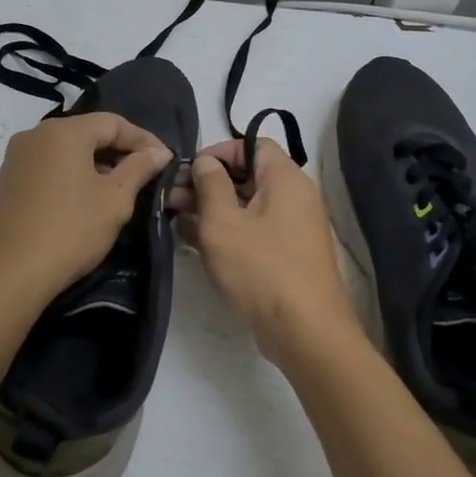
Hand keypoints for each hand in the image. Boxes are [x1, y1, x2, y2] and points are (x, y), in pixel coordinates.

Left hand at [0, 111, 172, 306]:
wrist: (11, 273)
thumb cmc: (71, 230)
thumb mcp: (115, 199)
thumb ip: (139, 168)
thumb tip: (159, 152)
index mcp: (64, 131)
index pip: (113, 122)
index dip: (143, 139)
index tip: (165, 160)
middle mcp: (36, 134)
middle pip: (88, 132)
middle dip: (119, 151)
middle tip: (146, 174)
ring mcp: (18, 157)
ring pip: (67, 150)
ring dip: (96, 163)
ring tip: (120, 188)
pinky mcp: (9, 180)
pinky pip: (49, 165)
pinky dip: (73, 174)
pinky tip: (87, 198)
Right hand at [180, 138, 363, 367]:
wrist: (304, 331)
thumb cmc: (261, 268)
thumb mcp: (223, 223)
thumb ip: (210, 185)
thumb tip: (206, 162)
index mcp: (285, 179)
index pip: (253, 144)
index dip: (219, 151)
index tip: (189, 169)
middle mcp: (293, 197)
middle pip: (248, 175)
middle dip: (208, 182)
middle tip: (171, 195)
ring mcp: (291, 228)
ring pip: (246, 205)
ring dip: (211, 208)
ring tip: (173, 216)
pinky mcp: (284, 255)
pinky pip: (252, 230)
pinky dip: (225, 230)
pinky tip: (191, 238)